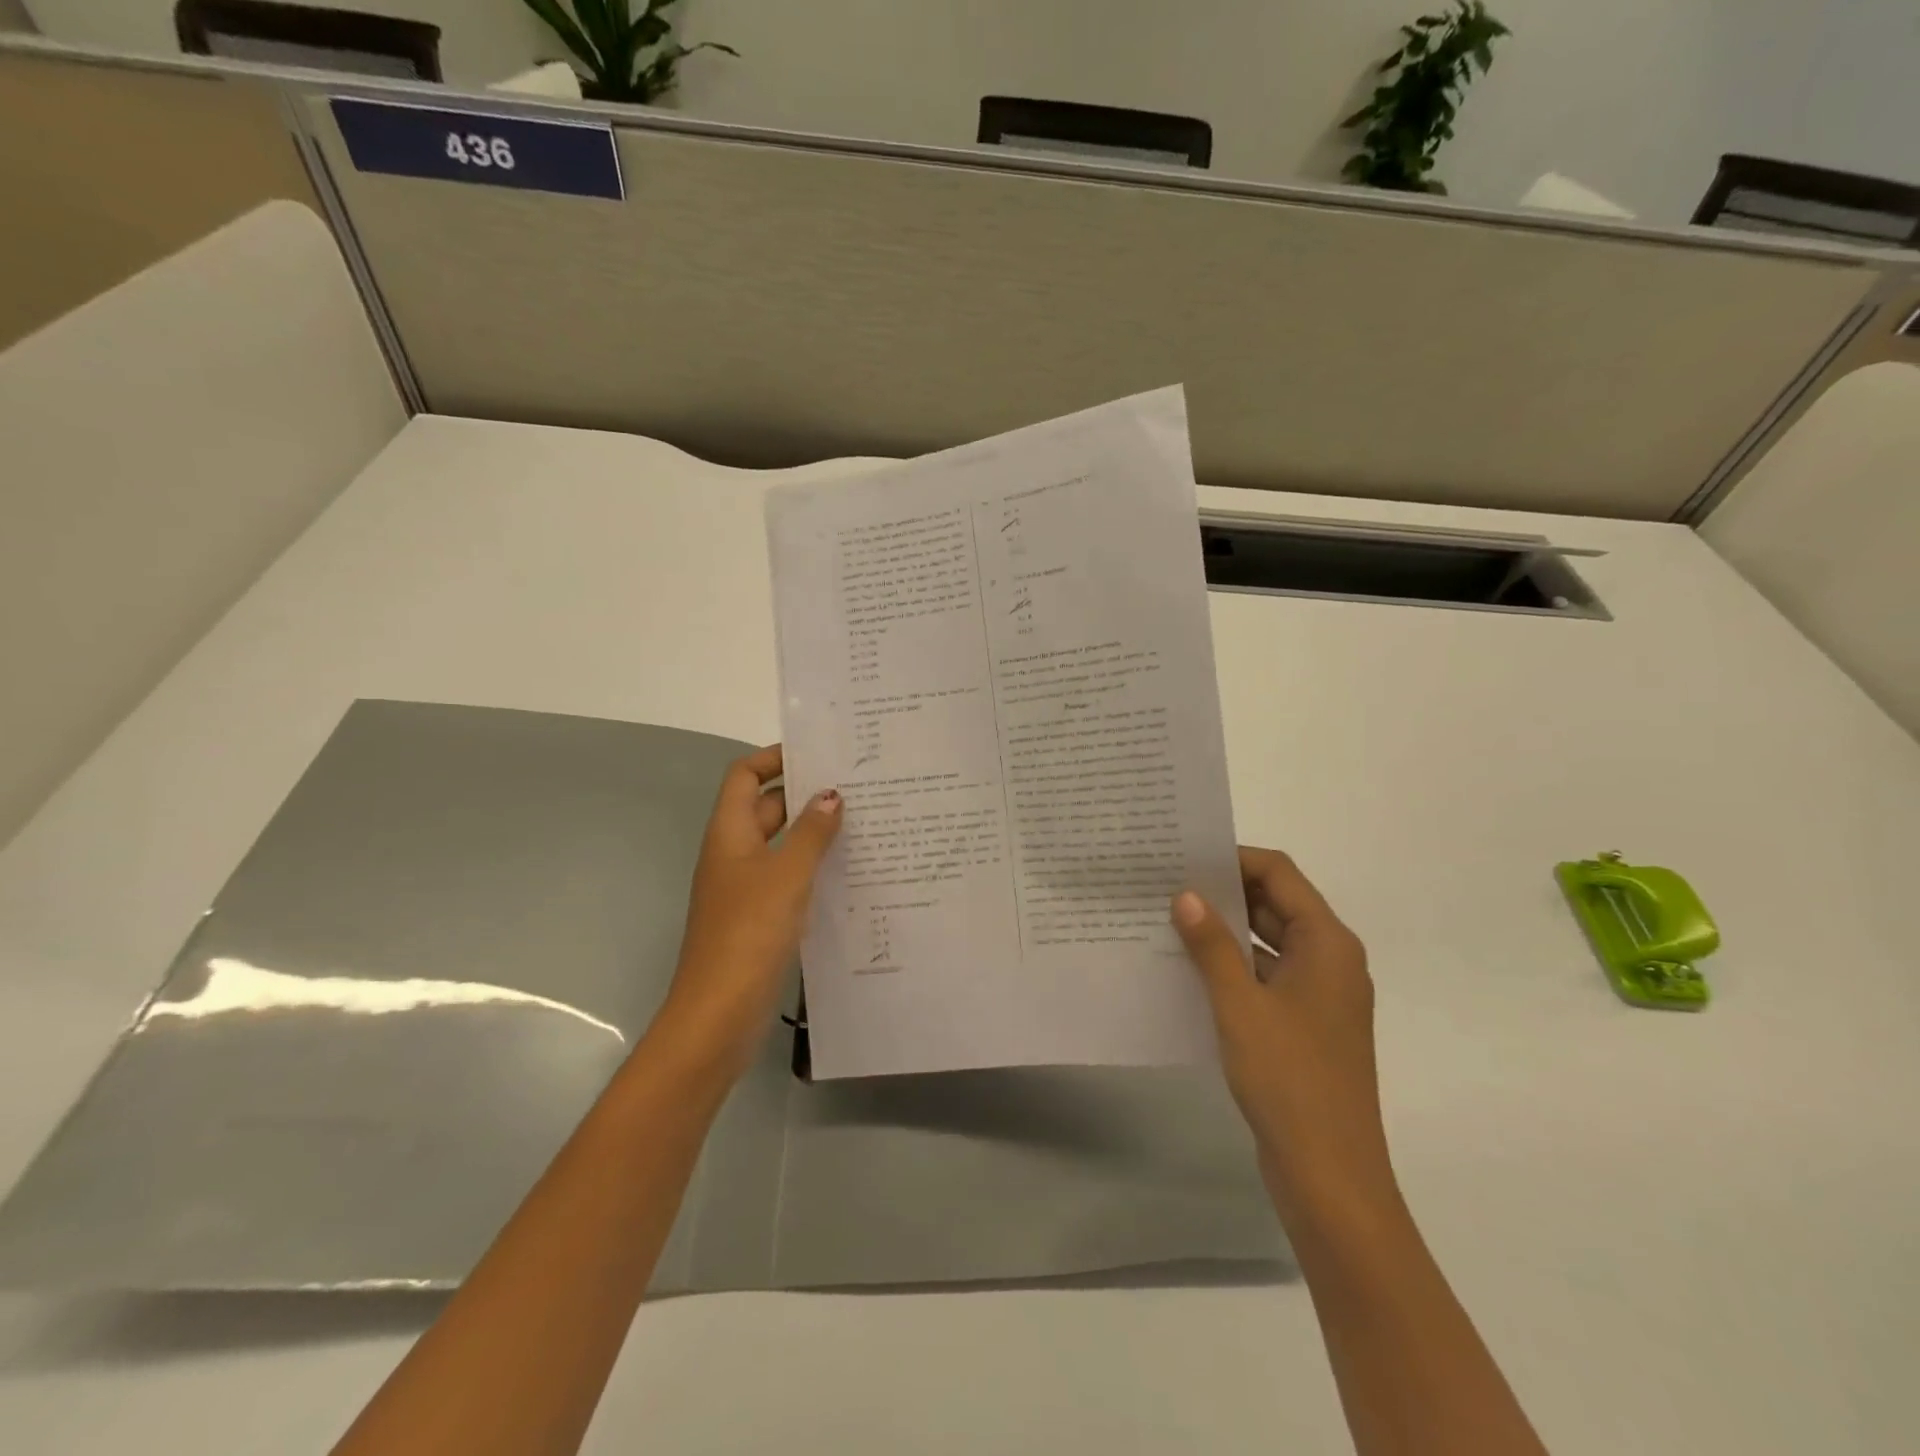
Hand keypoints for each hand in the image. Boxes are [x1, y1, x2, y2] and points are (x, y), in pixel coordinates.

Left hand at [648, 745, 840, 1087]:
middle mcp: (734, 854)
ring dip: (814, 834)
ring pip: (782, 846)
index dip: (774, 758)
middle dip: (806, 795)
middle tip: (857, 788)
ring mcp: (745, 888)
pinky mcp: (760, 918)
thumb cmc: (749, 932)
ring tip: (864, 824)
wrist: (719, 1014)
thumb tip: (831, 794)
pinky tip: (850, 874)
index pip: (744, 776)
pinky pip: (788, 879)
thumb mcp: (787, 874)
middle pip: (767, 808)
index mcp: (730, 833)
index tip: (819, 754)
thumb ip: (812, 832)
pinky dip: (813, 869)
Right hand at [1171, 847, 1394, 1221]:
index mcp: (1327, 944)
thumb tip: (1185, 894)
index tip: (1184, 855)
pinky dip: (1231, 966)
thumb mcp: (1240, 1005)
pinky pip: (1264, 976)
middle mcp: (1329, 960)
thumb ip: (1212, 945)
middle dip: (1223, 891)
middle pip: (1275, 904)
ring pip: (1267, 942)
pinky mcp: (1304, 1025)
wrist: (1330, 1176)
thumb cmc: (1289, 1080)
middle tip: (1165, 882)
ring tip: (1166, 918)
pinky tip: (1187, 968)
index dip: (1233, 858)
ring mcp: (1318, 996)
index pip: (1279, 874)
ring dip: (1224, 930)